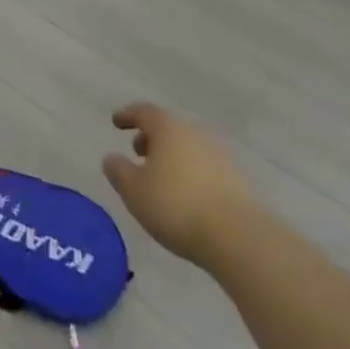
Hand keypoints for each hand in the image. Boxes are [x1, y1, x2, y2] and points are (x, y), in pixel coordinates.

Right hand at [103, 103, 253, 267]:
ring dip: (170, 155)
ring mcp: (218, 154)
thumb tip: (112, 158)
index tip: (116, 122)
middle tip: (137, 152)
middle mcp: (194, 132)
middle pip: (168, 127)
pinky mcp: (235, 178)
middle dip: (150, 137)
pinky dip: (188, 171)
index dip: (127, 115)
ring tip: (159, 177)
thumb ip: (118, 171)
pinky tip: (184, 193)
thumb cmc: (177, 206)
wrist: (238, 236)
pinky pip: (203, 165)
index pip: (143, 111)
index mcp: (168, 128)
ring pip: (186, 146)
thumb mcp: (134, 191)